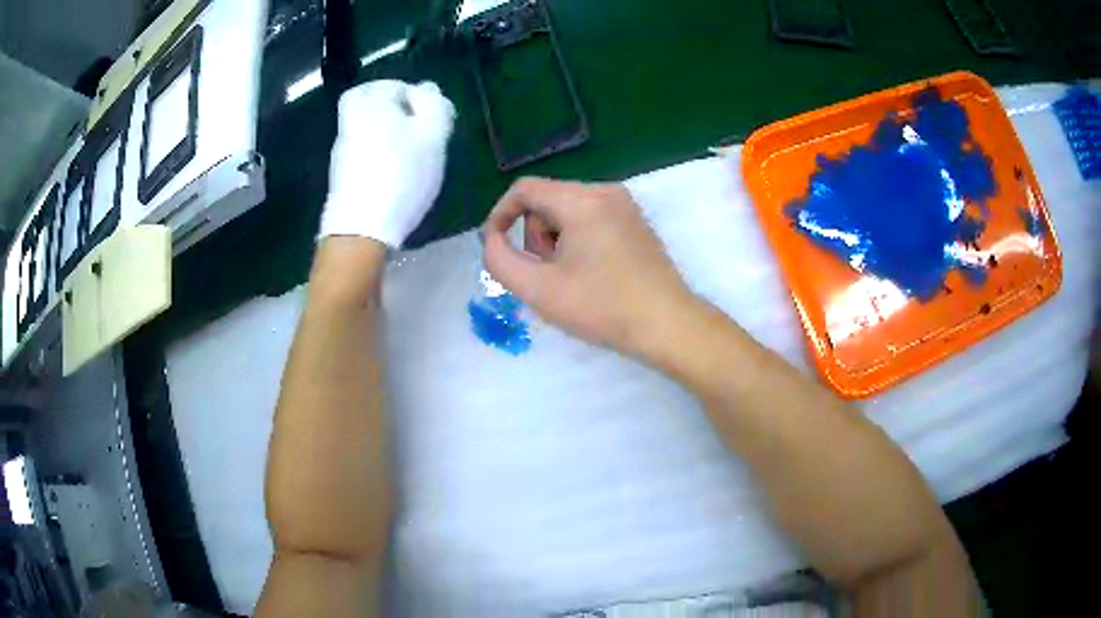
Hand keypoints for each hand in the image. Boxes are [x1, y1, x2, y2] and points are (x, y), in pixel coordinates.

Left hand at [320, 80, 455, 247]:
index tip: (430, 117)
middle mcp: (349, 122)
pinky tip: (398, 177)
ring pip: (371, 131)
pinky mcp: (343, 176)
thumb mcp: (432, 133)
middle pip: (377, 107)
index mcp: (367, 103)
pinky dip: (382, 158)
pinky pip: (367, 154)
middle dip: (401, 117)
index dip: (413, 96)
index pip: (390, 85)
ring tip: (415, 159)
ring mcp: (343, 151)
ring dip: (392, 139)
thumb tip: (426, 89)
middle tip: (423, 134)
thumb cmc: (400, 172)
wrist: (361, 229)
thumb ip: (434, 105)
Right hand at [483, 178, 700, 358]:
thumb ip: (500, 260)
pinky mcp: (635, 220)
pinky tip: (589, 273)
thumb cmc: (602, 308)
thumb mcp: (538, 289)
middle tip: (544, 274)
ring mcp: (624, 204)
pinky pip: (591, 218)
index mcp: (581, 200)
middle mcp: (604, 191)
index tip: (494, 246)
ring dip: (555, 239)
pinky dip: (577, 240)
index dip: (500, 214)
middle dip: (534, 235)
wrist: (667, 324)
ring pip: (567, 210)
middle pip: (546, 200)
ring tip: (568, 277)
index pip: (524, 189)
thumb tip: (492, 238)